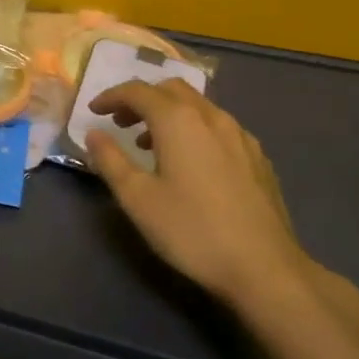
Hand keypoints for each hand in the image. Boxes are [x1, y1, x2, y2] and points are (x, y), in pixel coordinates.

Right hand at [86, 80, 312, 312]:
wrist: (265, 268)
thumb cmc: (192, 230)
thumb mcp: (137, 198)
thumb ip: (110, 160)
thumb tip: (94, 134)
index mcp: (178, 121)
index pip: (138, 91)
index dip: (111, 96)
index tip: (94, 111)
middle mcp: (211, 117)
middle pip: (171, 89)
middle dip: (142, 99)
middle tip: (120, 123)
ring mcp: (240, 136)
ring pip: (198, 106)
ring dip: (169, 114)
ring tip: (151, 145)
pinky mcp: (258, 158)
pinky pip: (219, 127)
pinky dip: (194, 130)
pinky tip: (191, 163)